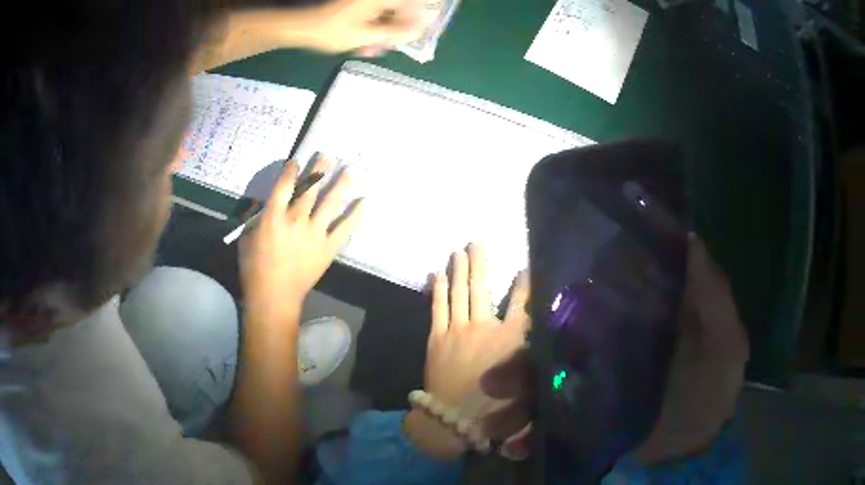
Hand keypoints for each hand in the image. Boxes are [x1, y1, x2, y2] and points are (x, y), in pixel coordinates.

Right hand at [240, 156, 363, 321]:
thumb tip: (267, 206)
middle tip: (329, 156)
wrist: (274, 297)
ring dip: (342, 184)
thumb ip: (258, 218)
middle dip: (320, 170)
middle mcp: (296, 219)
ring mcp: (315, 233)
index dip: (292, 170)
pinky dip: (357, 215)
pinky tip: (366, 202)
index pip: (284, 185)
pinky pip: (345, 229)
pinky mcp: (328, 248)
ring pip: (331, 203)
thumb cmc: (253, 268)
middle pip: (310, 188)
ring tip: (352, 170)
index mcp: (273, 216)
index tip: (297, 162)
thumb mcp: (246, 238)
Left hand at [286, 0, 427, 54]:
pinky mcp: (355, 8)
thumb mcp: (367, 36)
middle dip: (394, 32)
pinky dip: (370, 32)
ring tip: (370, 50)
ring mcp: (364, 3)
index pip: (411, 5)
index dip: (416, 22)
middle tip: (386, 47)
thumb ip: (396, 33)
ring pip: (384, 18)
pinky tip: (363, 45)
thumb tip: (420, 30)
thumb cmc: (332, 31)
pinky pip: (372, 19)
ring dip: (381, 34)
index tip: (416, 37)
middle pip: (398, 13)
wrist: (301, 28)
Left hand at [404, 244, 529, 460]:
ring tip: (458, 250)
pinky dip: (438, 289)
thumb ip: (537, 362)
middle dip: (480, 263)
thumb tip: (545, 341)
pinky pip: (437, 307)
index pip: (522, 305)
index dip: (524, 284)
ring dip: (459, 270)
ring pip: (459, 292)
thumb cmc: (496, 409)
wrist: (453, 420)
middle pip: (482, 289)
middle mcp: (484, 327)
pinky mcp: (437, 338)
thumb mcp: (529, 389)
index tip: (524, 267)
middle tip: (477, 242)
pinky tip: (436, 273)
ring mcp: (457, 330)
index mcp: (509, 340)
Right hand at [480, 234, 749, 463]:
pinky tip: (514, 447)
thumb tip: (688, 237)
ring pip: (541, 389)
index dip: (554, 305)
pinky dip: (527, 435)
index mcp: (632, 322)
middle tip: (494, 385)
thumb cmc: (714, 386)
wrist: (696, 446)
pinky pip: (547, 425)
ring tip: (495, 427)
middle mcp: (604, 350)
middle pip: (551, 349)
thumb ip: (711, 294)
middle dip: (519, 364)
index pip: (586, 303)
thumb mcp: (725, 339)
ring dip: (514, 404)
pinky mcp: (582, 423)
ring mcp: (590, 390)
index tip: (528, 315)